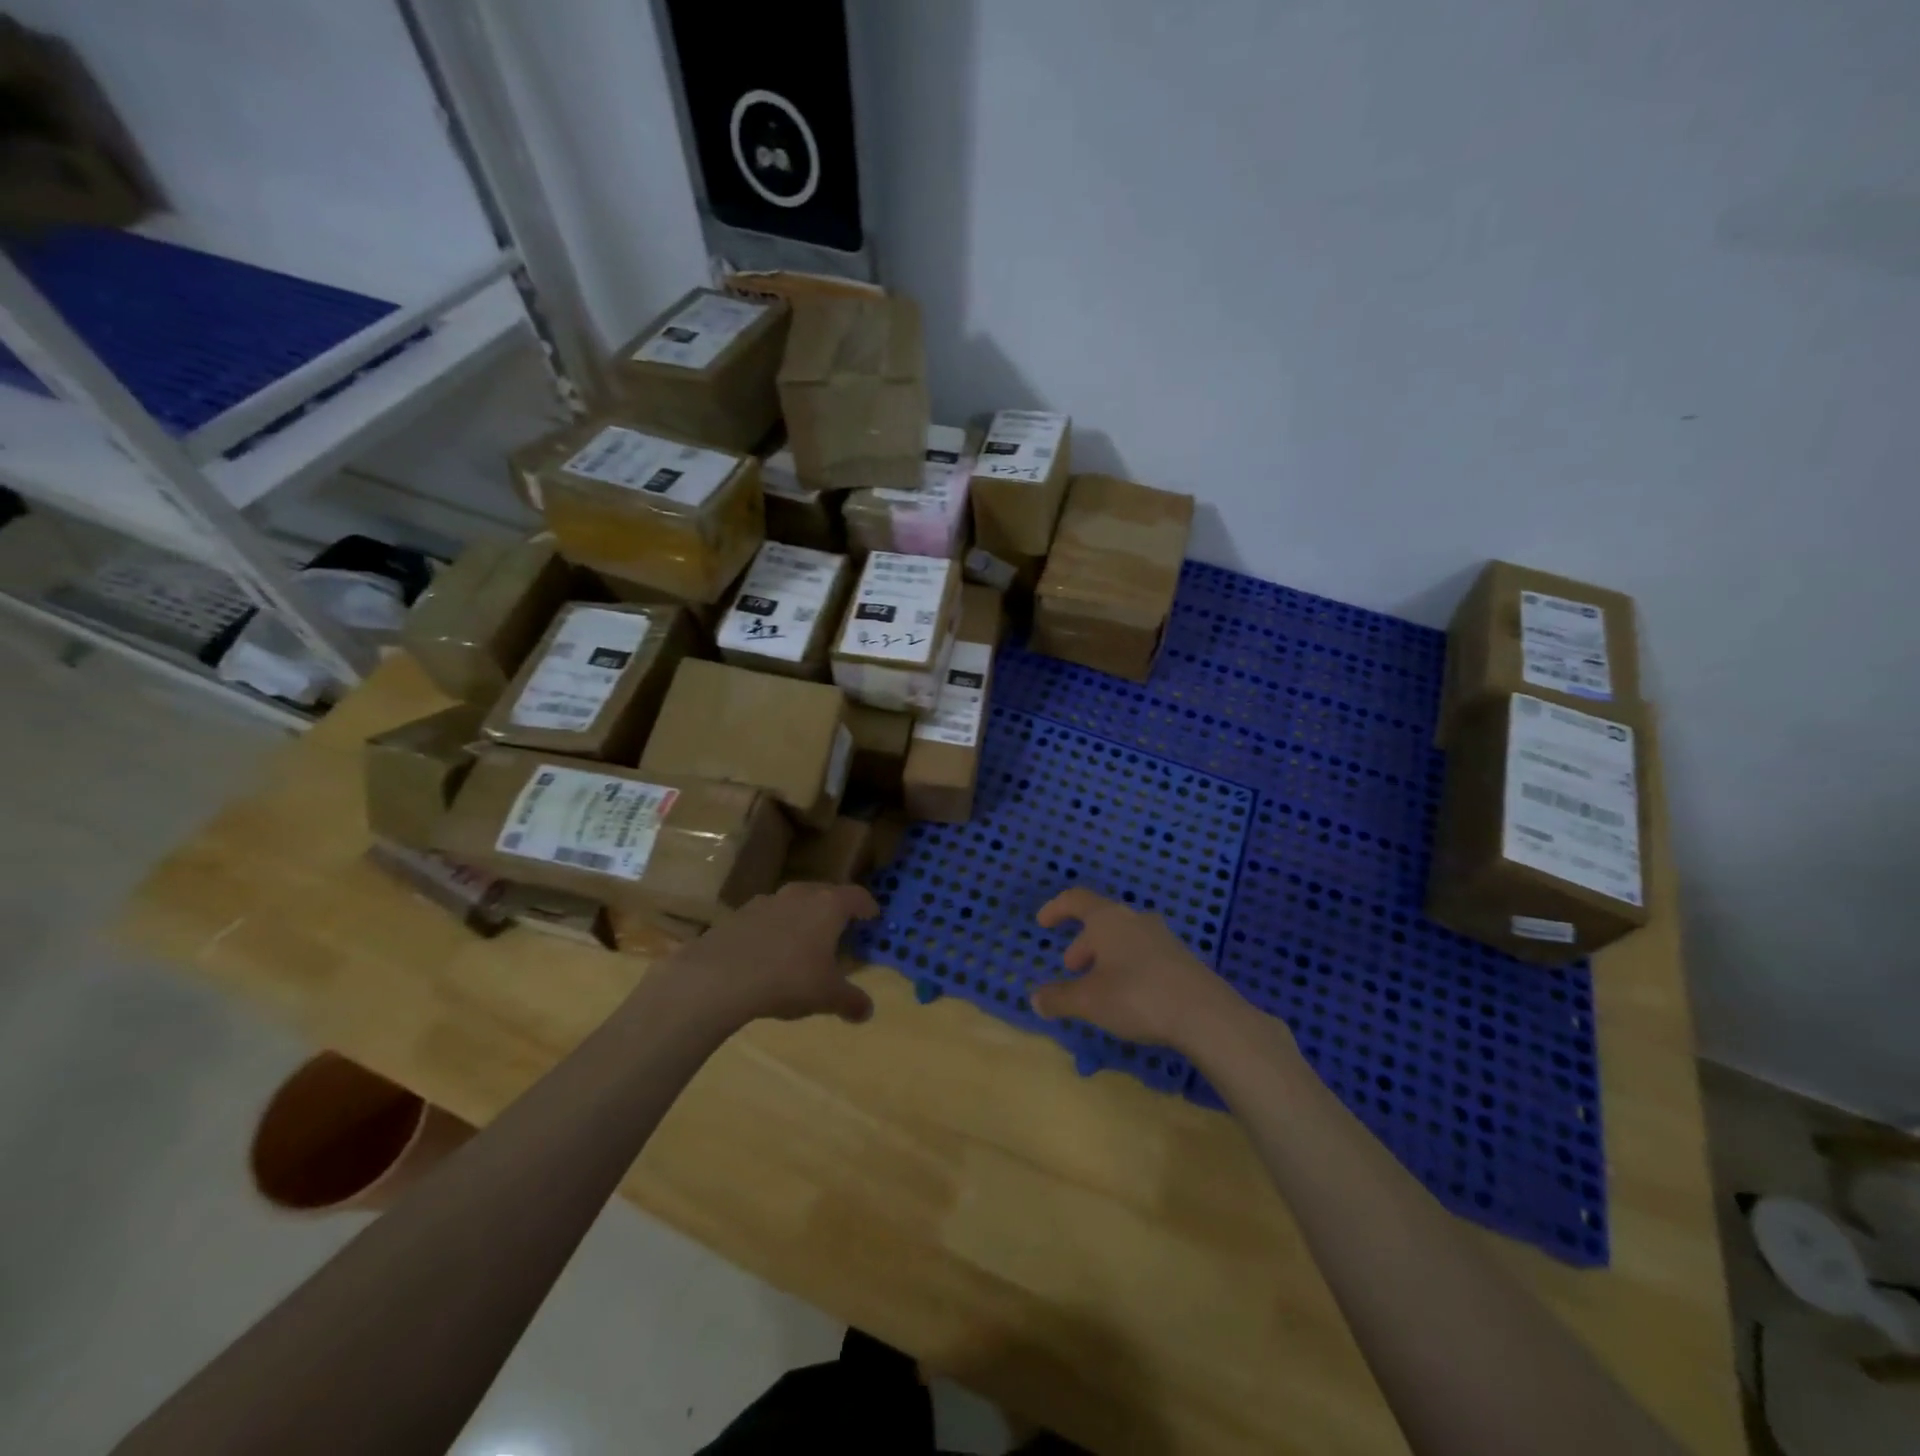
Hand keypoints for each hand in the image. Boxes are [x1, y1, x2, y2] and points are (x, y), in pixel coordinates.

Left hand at [668, 882, 878, 1028]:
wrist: (719, 977)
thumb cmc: (788, 979)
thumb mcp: (827, 996)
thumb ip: (851, 1001)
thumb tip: (867, 1011)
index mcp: (829, 906)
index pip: (858, 896)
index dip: (868, 908)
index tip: (872, 920)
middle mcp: (800, 894)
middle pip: (825, 894)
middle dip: (835, 911)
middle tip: (840, 932)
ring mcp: (766, 901)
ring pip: (794, 903)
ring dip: (802, 918)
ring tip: (802, 944)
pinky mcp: (738, 914)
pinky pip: (766, 918)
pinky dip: (773, 930)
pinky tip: (768, 955)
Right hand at [1029, 888, 1250, 1052]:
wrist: (1205, 1014)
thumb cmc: (1136, 996)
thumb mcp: (1088, 1001)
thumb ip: (1059, 998)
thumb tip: (1036, 999)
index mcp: (1108, 919)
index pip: (1076, 900)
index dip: (1056, 908)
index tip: (1043, 922)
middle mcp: (1135, 919)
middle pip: (1102, 920)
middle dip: (1083, 943)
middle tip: (1072, 968)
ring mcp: (1162, 937)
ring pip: (1124, 937)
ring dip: (1106, 956)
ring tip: (1099, 985)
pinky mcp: (1181, 958)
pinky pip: (1144, 953)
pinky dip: (1128, 966)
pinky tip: (1130, 995)